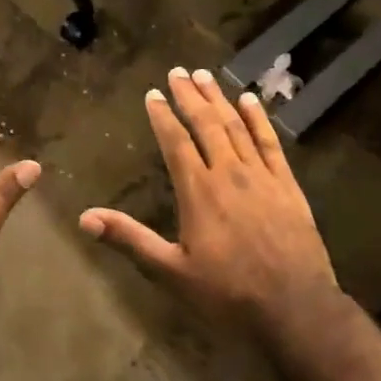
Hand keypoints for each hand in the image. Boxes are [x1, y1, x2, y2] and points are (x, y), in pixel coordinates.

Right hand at [79, 66, 337, 338]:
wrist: (295, 308)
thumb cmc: (228, 294)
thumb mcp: (171, 271)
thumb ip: (130, 239)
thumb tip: (85, 218)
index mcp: (198, 191)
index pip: (175, 141)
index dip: (163, 115)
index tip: (153, 93)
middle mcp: (228, 173)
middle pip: (206, 124)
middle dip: (190, 95)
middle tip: (178, 71)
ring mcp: (261, 175)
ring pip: (236, 126)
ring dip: (218, 98)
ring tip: (205, 75)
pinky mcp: (287, 184)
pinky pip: (270, 142)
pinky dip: (258, 118)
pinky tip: (250, 100)